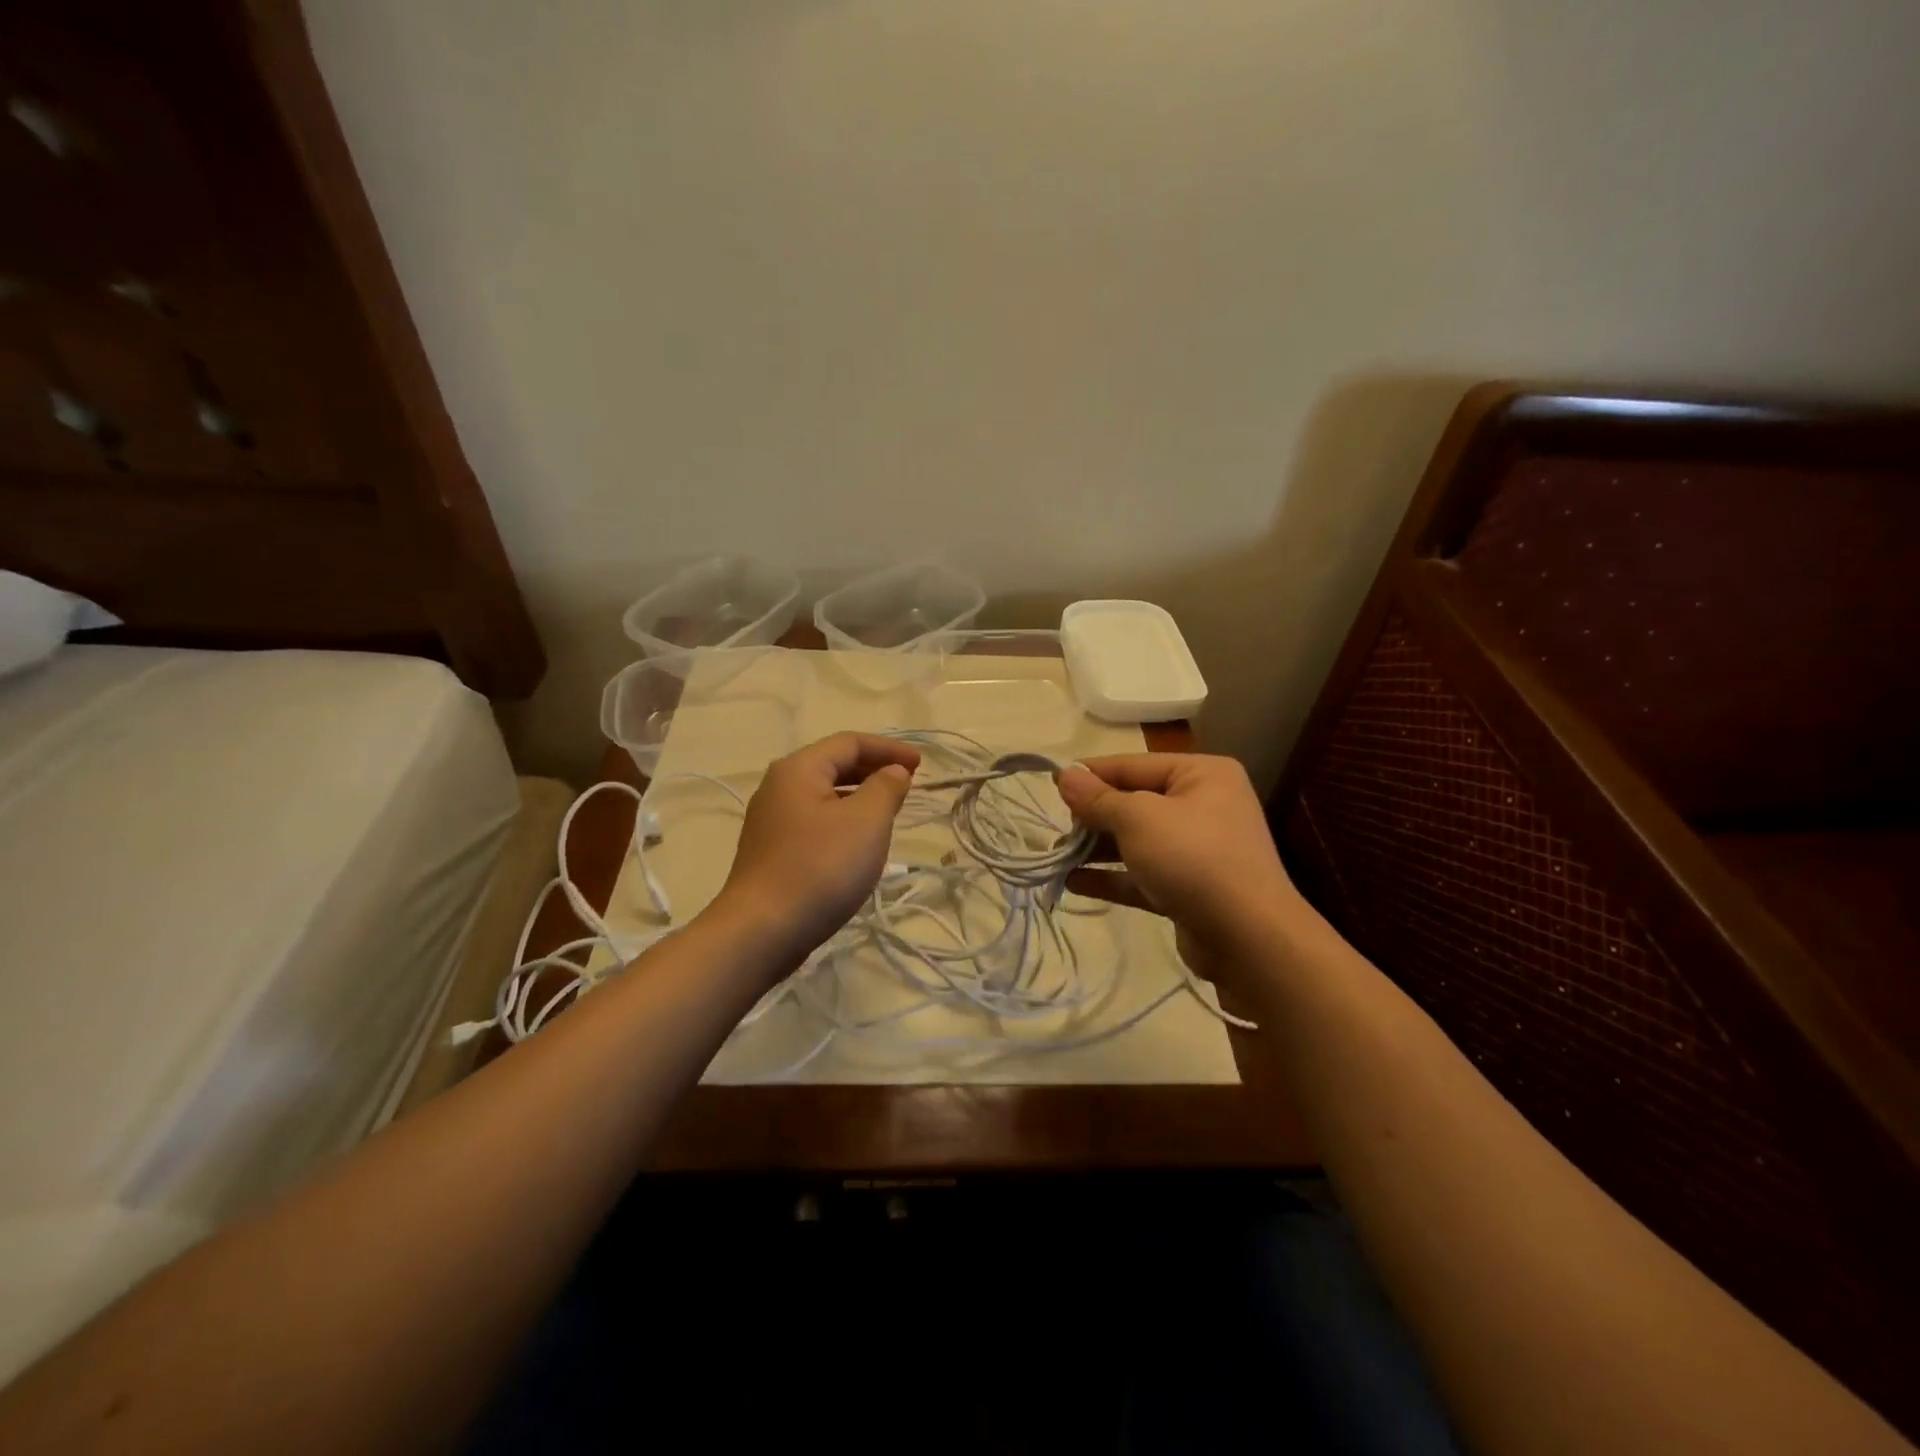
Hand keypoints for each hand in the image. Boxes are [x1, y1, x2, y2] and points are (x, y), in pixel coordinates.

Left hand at [713, 732, 919, 962]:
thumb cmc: (820, 867)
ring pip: (824, 796)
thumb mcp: (866, 822)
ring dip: (859, 797)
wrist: (762, 931)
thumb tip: (893, 771)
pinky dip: (842, 820)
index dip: (889, 749)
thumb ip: (886, 788)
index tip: (921, 765)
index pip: (850, 742)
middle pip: (833, 765)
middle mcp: (778, 787)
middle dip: (873, 770)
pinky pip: (814, 821)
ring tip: (889, 813)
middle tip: (907, 785)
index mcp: (798, 769)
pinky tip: (857, 844)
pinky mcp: (771, 852)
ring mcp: (770, 821)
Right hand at [1056, 754, 1303, 984]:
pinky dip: (1111, 877)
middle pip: (1135, 802)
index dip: (1092, 774)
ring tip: (1057, 857)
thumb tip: (1064, 775)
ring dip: (1097, 848)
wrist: (1248, 939)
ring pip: (1136, 841)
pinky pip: (1142, 875)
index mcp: (1202, 775)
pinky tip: (1073, 882)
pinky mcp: (1188, 889)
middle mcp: (1203, 806)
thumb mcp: (1138, 819)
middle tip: (1057, 828)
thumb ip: (1097, 798)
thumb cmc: (1193, 858)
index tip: (1052, 786)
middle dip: (1093, 816)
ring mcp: (1197, 850)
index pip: (1134, 765)